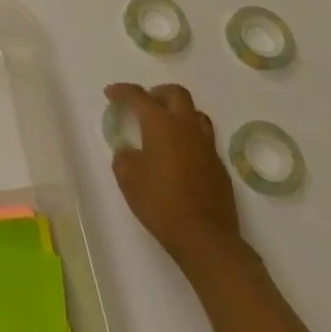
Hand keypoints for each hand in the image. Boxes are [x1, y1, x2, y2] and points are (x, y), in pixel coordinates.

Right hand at [105, 82, 244, 276]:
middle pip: (176, 93)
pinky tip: (180, 157)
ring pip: (196, 114)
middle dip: (157, 93)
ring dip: (178, 113)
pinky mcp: (219, 167)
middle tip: (144, 105)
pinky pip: (204, 140)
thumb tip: (129, 150)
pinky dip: (189, 138)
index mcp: (161, 124)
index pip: (138, 95)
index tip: (110, 94)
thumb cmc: (161, 203)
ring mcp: (207, 147)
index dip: (122, 91)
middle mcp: (186, 127)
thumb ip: (124, 156)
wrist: (206, 239)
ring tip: (164, 127)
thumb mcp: (128, 179)